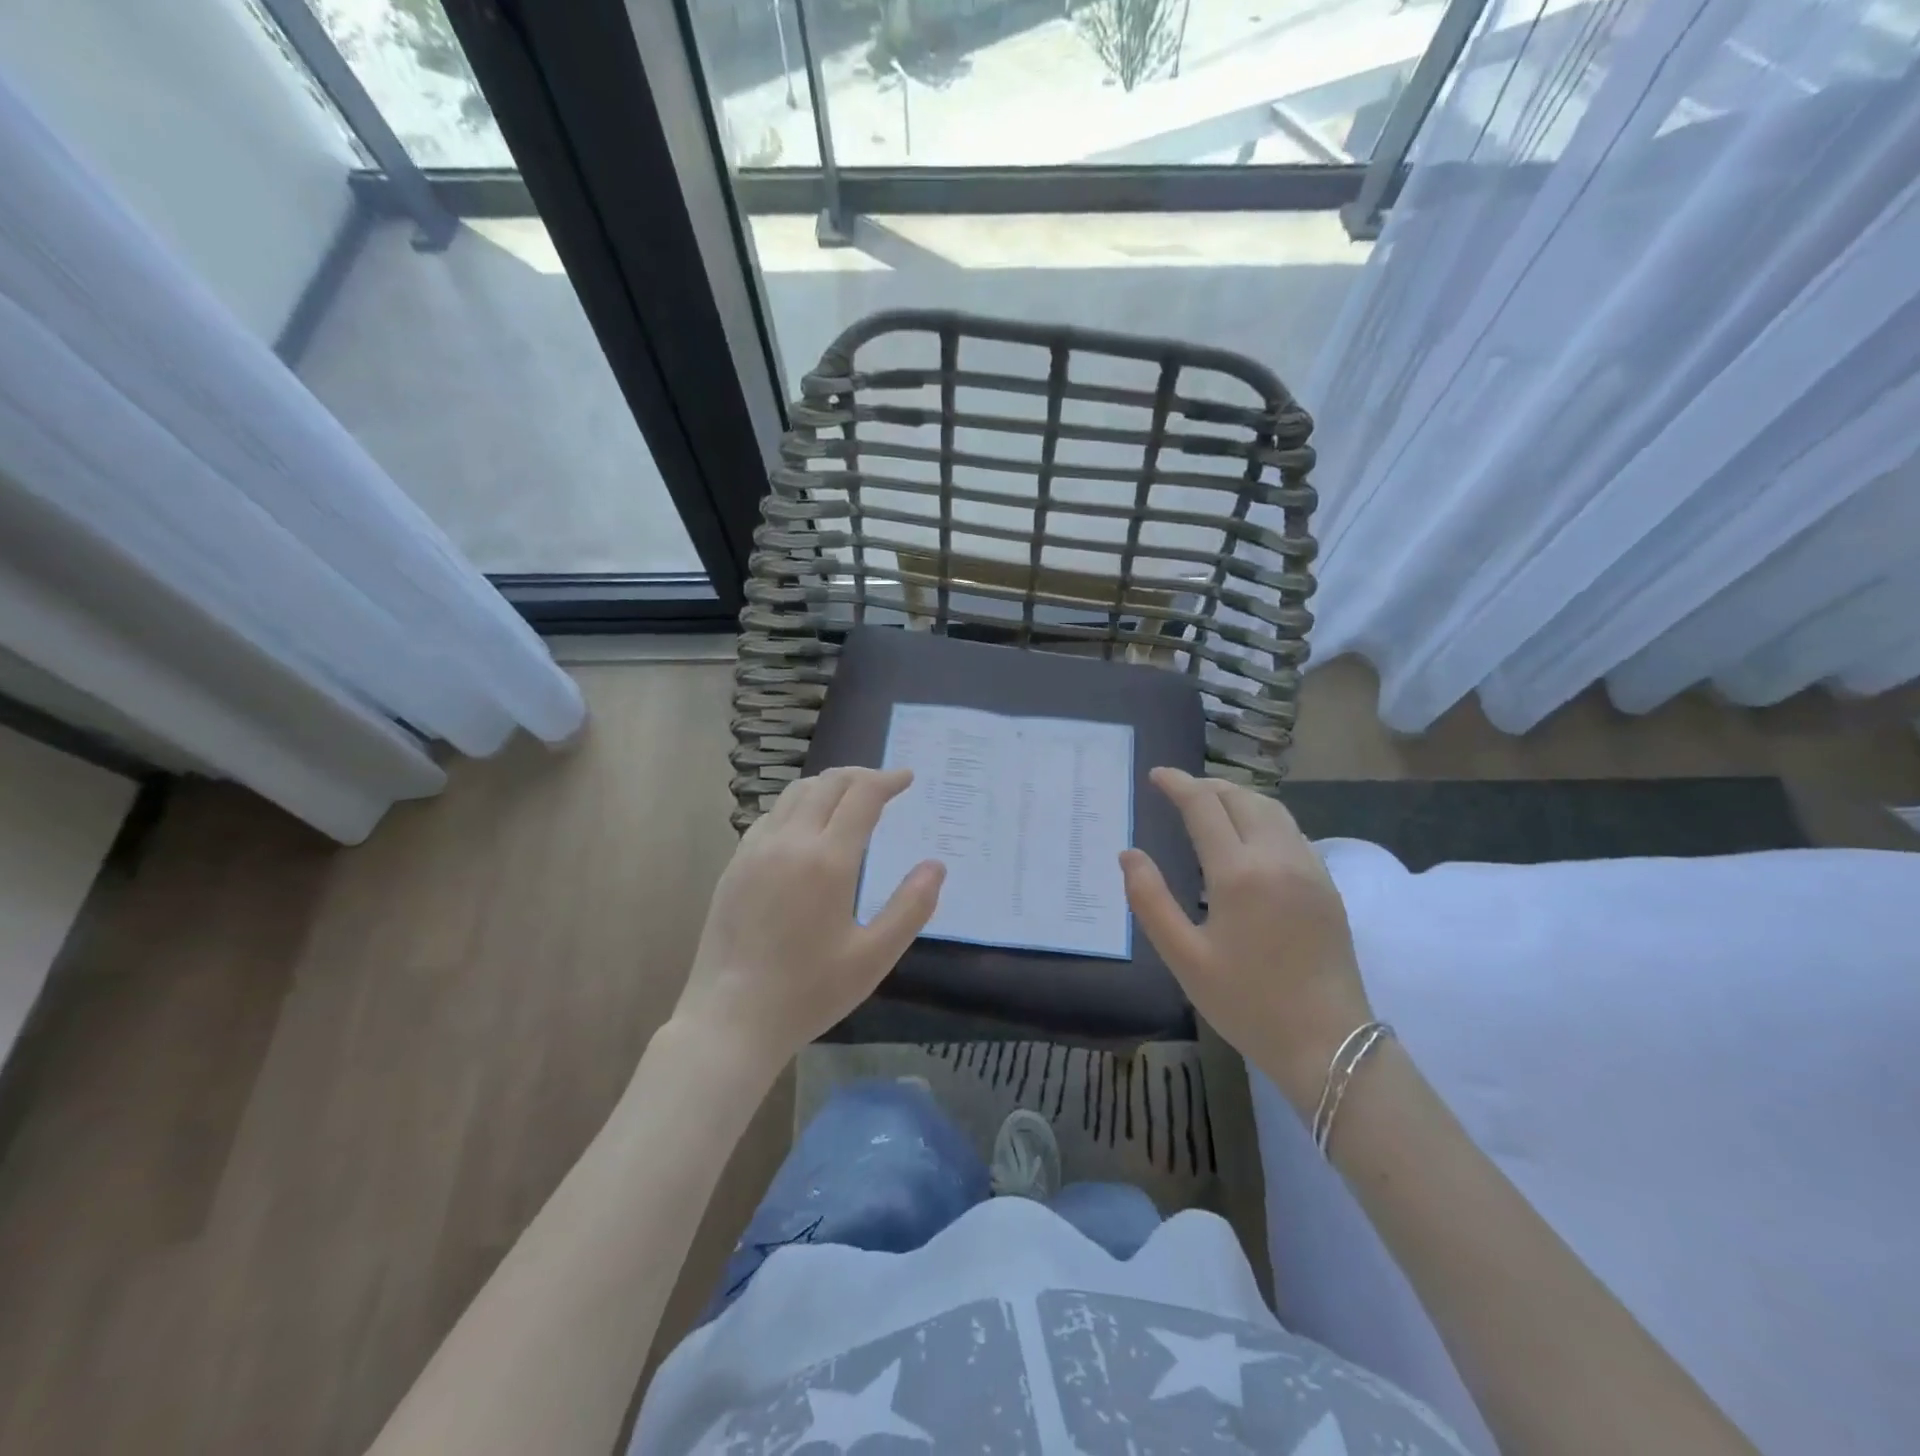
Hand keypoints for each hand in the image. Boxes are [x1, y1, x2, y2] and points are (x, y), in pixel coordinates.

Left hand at [673, 768, 944, 1066]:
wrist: (730, 1020)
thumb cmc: (808, 992)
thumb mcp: (874, 957)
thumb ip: (911, 907)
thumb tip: (935, 865)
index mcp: (828, 860)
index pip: (862, 796)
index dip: (888, 780)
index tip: (907, 778)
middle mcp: (789, 842)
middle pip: (827, 784)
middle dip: (860, 776)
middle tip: (884, 786)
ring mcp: (755, 850)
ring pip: (795, 794)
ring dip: (827, 786)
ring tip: (849, 800)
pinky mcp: (734, 865)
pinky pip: (771, 816)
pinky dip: (797, 806)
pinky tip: (806, 829)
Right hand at [1121, 768, 1371, 1110]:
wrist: (1329, 1043)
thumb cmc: (1247, 1003)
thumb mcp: (1184, 957)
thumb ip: (1150, 900)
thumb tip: (1129, 854)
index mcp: (1239, 873)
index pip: (1204, 806)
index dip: (1178, 784)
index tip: (1156, 775)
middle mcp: (1278, 857)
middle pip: (1241, 797)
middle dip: (1206, 785)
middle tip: (1178, 789)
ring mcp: (1309, 868)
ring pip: (1272, 809)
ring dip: (1237, 796)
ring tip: (1210, 803)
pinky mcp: (1327, 885)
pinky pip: (1291, 830)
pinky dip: (1262, 816)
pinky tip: (1249, 836)